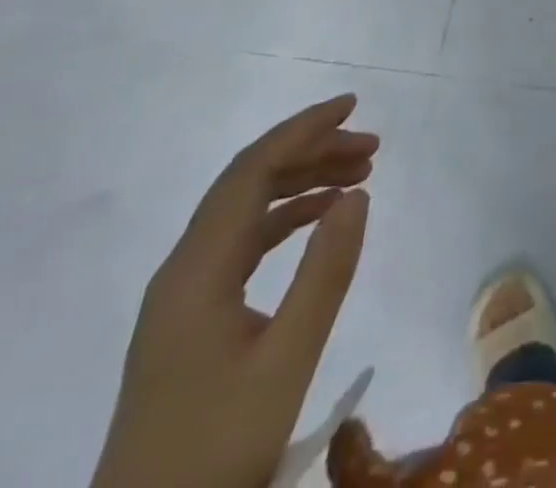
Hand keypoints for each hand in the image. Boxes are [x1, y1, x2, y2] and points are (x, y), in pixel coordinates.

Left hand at [90, 94, 376, 487]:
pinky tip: (319, 220)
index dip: (303, 129)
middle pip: (248, 182)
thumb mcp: (286, 362)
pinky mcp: (191, 320)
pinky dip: (285, 219)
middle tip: (371, 148)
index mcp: (197, 269)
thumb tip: (358, 193)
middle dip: (311, 151)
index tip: (353, 106)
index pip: (252, 170)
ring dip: (300, 183)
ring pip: (246, 211)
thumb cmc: (216, 448)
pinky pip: (242, 243)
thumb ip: (325, 273)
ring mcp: (183, 295)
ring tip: (359, 176)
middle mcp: (184, 268)